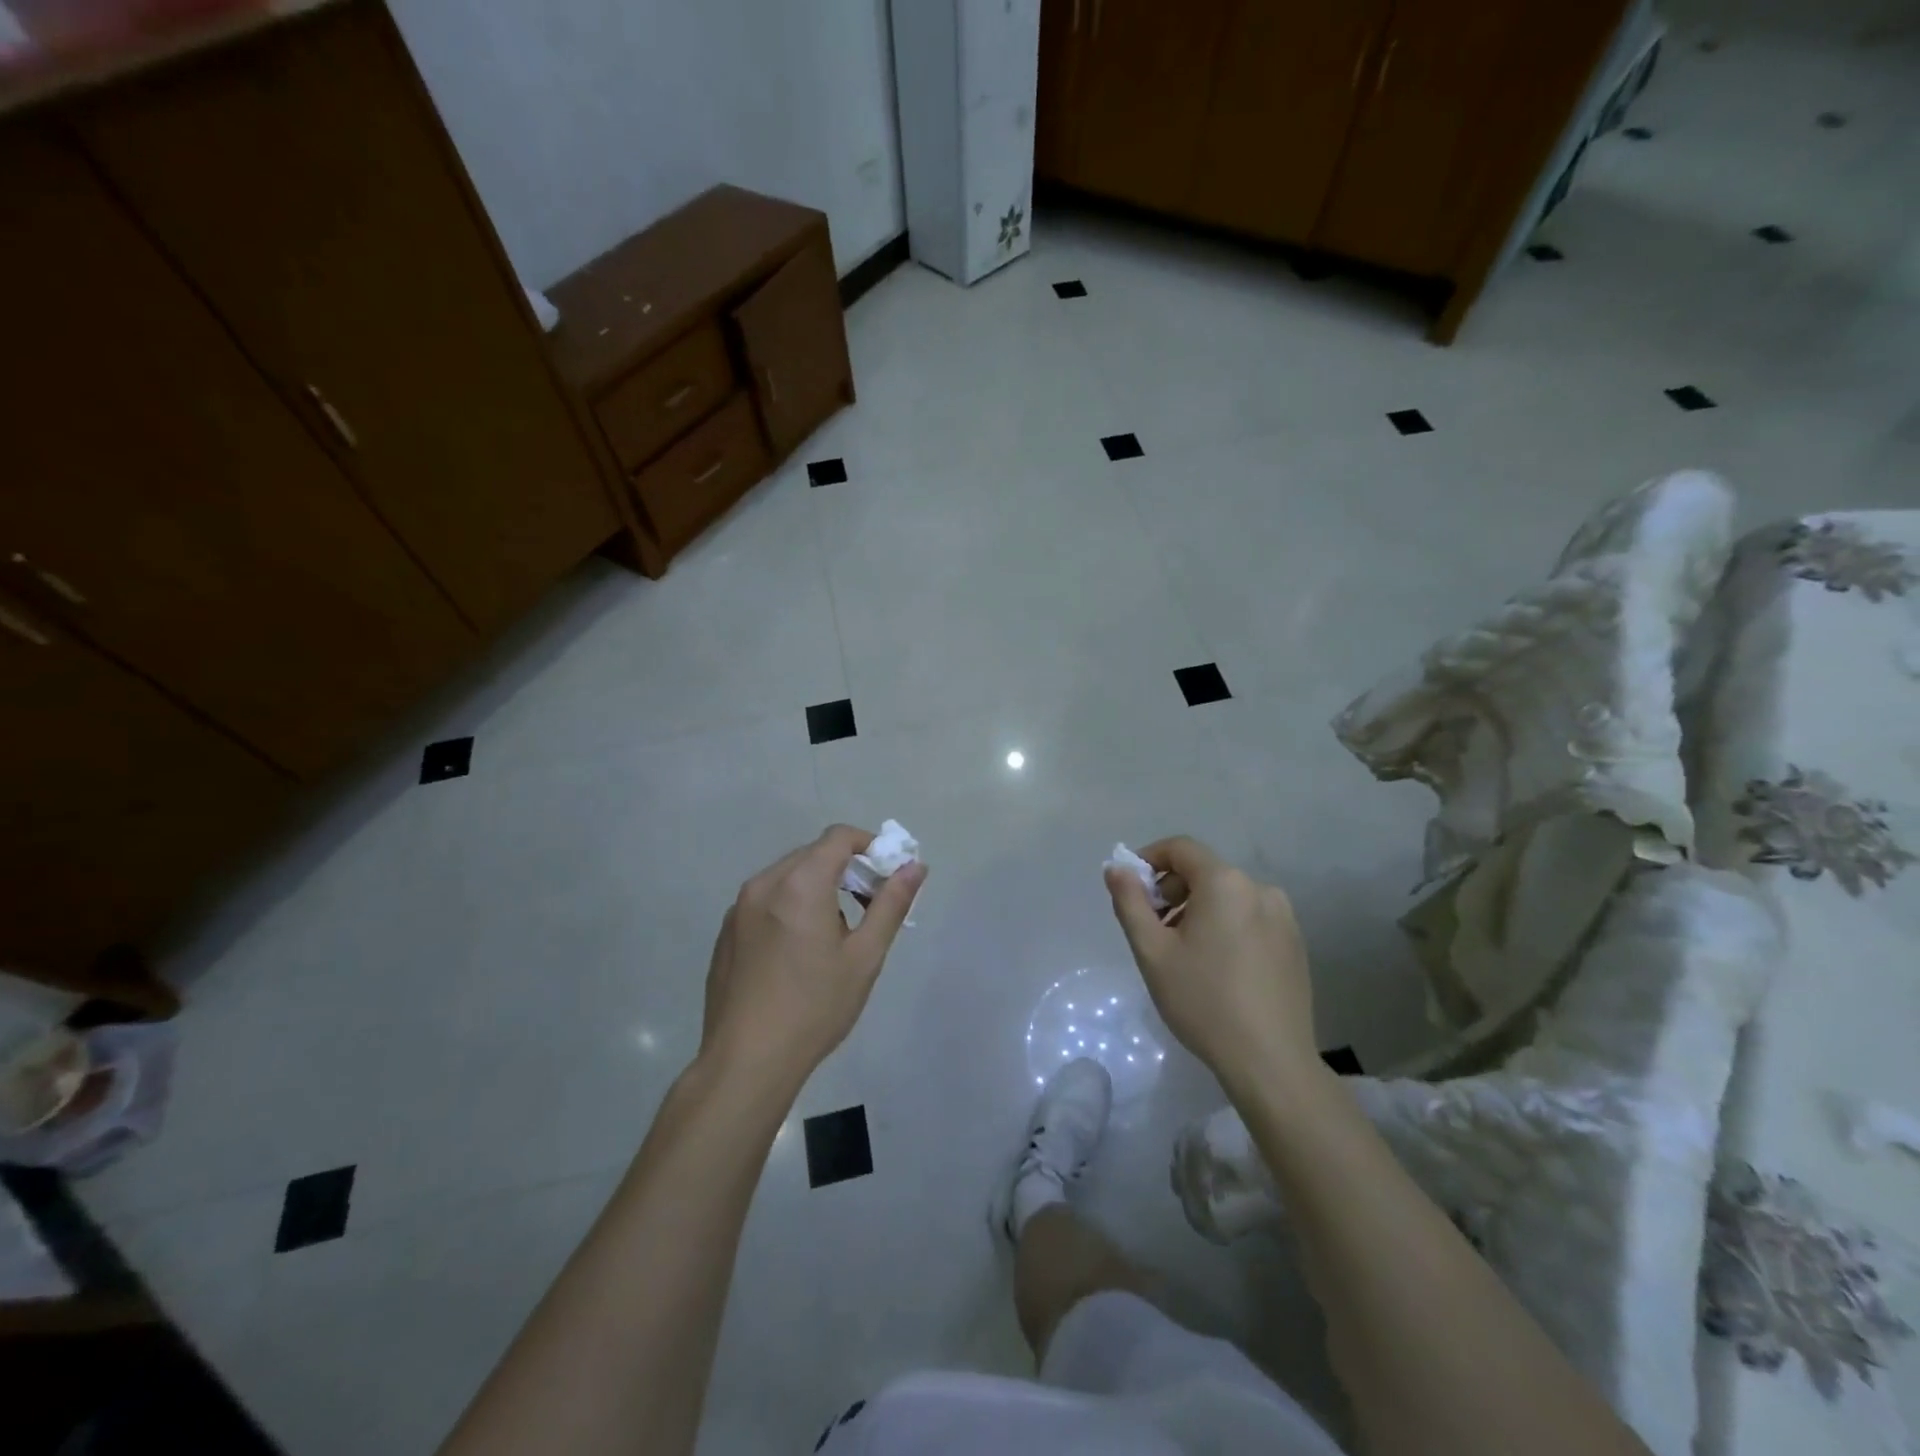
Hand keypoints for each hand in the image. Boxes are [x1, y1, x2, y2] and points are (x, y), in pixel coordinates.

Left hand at [700, 825, 925, 1091]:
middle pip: (813, 855)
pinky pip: (766, 901)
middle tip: (868, 908)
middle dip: (846, 869)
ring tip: (833, 936)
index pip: (839, 837)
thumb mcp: (864, 957)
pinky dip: (790, 907)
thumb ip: (891, 905)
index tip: (887, 876)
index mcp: (799, 883)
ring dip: (818, 888)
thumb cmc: (814, 1008)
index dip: (869, 846)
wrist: (746, 1062)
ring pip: (788, 877)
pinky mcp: (726, 932)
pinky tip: (798, 954)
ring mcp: (738, 908)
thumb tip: (915, 867)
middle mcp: (764, 884)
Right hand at [1104, 835, 1317, 1094]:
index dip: (1150, 859)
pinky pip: (1250, 918)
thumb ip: (1130, 902)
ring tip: (1183, 954)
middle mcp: (1260, 889)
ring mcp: (1284, 917)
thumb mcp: (1152, 951)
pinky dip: (1225, 927)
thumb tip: (1116, 868)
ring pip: (1228, 897)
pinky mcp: (1295, 944)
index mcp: (1225, 883)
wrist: (1270, 1062)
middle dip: (1172, 891)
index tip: (1131, 890)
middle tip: (1154, 930)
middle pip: (1205, 872)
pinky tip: (1217, 968)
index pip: (1181, 848)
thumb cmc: (1203, 1001)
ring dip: (1198, 910)